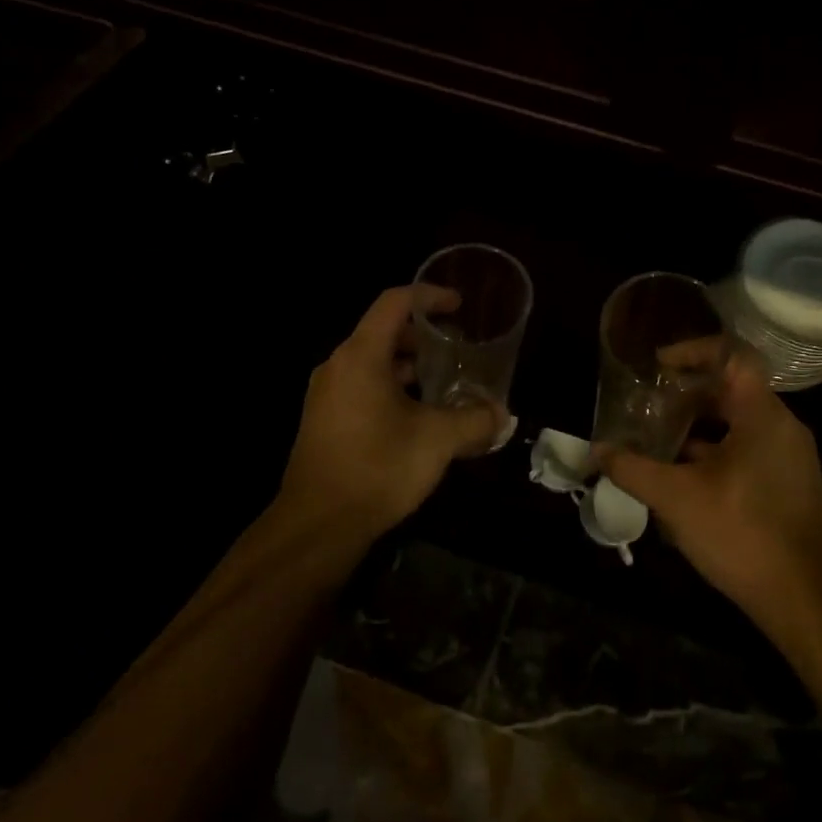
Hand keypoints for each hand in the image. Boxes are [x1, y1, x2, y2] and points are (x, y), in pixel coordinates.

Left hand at [274, 285, 500, 548]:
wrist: (318, 525)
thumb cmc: (378, 468)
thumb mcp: (437, 440)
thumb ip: (475, 420)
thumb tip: (503, 414)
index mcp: (361, 356)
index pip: (394, 302)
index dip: (429, 296)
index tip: (459, 305)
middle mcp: (338, 366)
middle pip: (383, 332)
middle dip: (424, 335)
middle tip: (458, 347)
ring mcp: (327, 395)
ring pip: (373, 363)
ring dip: (409, 366)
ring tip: (445, 382)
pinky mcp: (325, 421)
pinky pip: (363, 388)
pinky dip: (392, 388)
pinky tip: (419, 416)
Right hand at [598, 354, 821, 647]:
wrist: (804, 600)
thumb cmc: (742, 535)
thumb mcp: (677, 499)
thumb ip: (633, 469)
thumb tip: (597, 450)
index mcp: (763, 416)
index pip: (731, 356)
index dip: (691, 351)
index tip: (657, 365)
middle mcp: (782, 427)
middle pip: (731, 389)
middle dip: (685, 394)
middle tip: (646, 403)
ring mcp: (788, 457)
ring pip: (737, 423)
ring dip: (696, 426)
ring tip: (656, 437)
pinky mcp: (787, 484)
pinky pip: (746, 449)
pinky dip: (713, 451)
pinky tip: (681, 475)